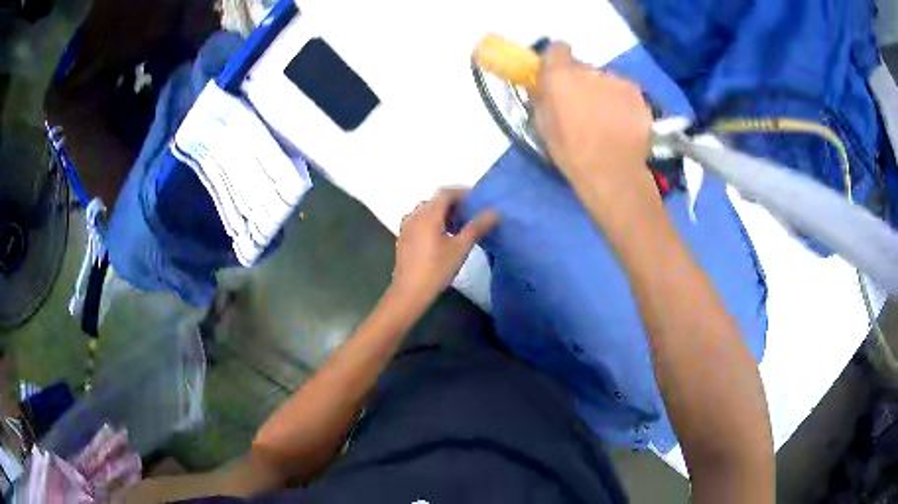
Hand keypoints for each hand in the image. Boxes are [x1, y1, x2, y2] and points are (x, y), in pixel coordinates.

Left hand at [392, 188, 498, 303]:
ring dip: (442, 213)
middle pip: (435, 201)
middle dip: (453, 203)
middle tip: (469, 214)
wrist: (410, 291)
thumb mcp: (461, 248)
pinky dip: (432, 222)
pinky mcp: (403, 238)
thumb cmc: (437, 269)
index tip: (476, 200)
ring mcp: (406, 227)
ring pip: (426, 211)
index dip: (461, 192)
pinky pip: (419, 221)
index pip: (445, 193)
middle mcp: (414, 215)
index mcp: (428, 215)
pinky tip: (441, 237)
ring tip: (458, 226)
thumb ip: (477, 227)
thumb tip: (494, 212)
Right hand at [533, 43, 655, 199]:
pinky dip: (621, 102)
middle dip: (581, 81)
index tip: (558, 74)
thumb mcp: (544, 125)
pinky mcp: (636, 92)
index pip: (557, 47)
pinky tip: (622, 123)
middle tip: (583, 105)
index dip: (557, 59)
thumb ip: (544, 97)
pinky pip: (623, 91)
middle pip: (583, 67)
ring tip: (606, 119)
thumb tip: (544, 86)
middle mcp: (589, 70)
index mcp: (560, 76)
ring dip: (603, 91)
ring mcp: (616, 80)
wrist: (614, 172)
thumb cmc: (572, 153)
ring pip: (605, 79)